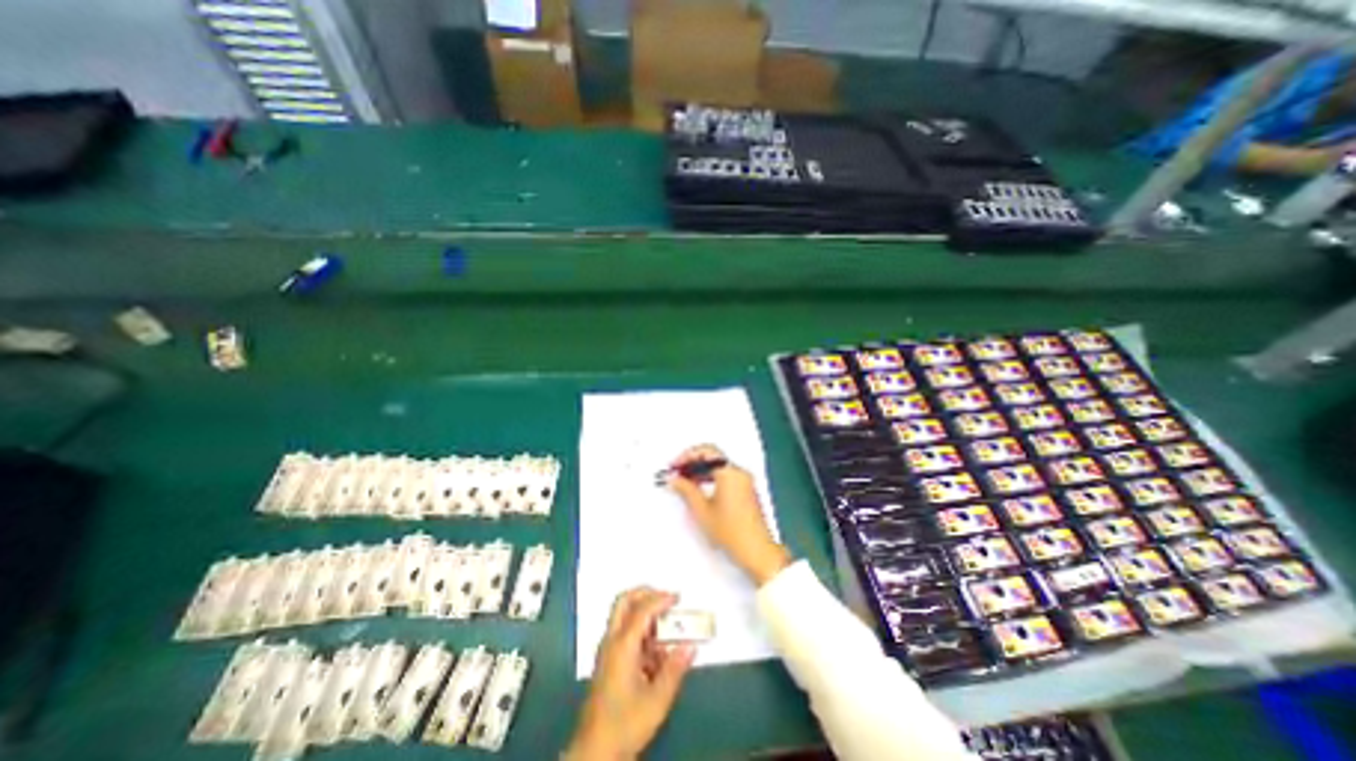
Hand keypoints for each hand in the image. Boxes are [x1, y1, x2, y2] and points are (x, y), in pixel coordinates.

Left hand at [564, 586, 692, 756]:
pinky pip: (624, 633)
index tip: (678, 598)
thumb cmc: (625, 725)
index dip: (661, 599)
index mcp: (623, 645)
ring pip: (624, 616)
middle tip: (666, 599)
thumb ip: (675, 670)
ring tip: (667, 630)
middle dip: (646, 593)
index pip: (642, 609)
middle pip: (624, 601)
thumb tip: (691, 646)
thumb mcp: (657, 701)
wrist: (594, 753)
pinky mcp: (608, 661)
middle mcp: (612, 641)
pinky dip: (641, 632)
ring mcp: (607, 650)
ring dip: (645, 615)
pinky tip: (656, 654)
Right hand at [669, 444, 797, 586]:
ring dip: (701, 471)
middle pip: (713, 457)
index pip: (707, 451)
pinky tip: (699, 490)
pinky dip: (711, 478)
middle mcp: (739, 472)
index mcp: (729, 472)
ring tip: (684, 483)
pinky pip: (726, 476)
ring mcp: (745, 481)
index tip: (674, 467)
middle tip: (676, 474)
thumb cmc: (729, 530)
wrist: (757, 551)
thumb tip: (673, 479)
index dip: (687, 455)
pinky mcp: (746, 490)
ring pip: (719, 467)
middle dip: (693, 463)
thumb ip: (686, 490)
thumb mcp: (702, 510)